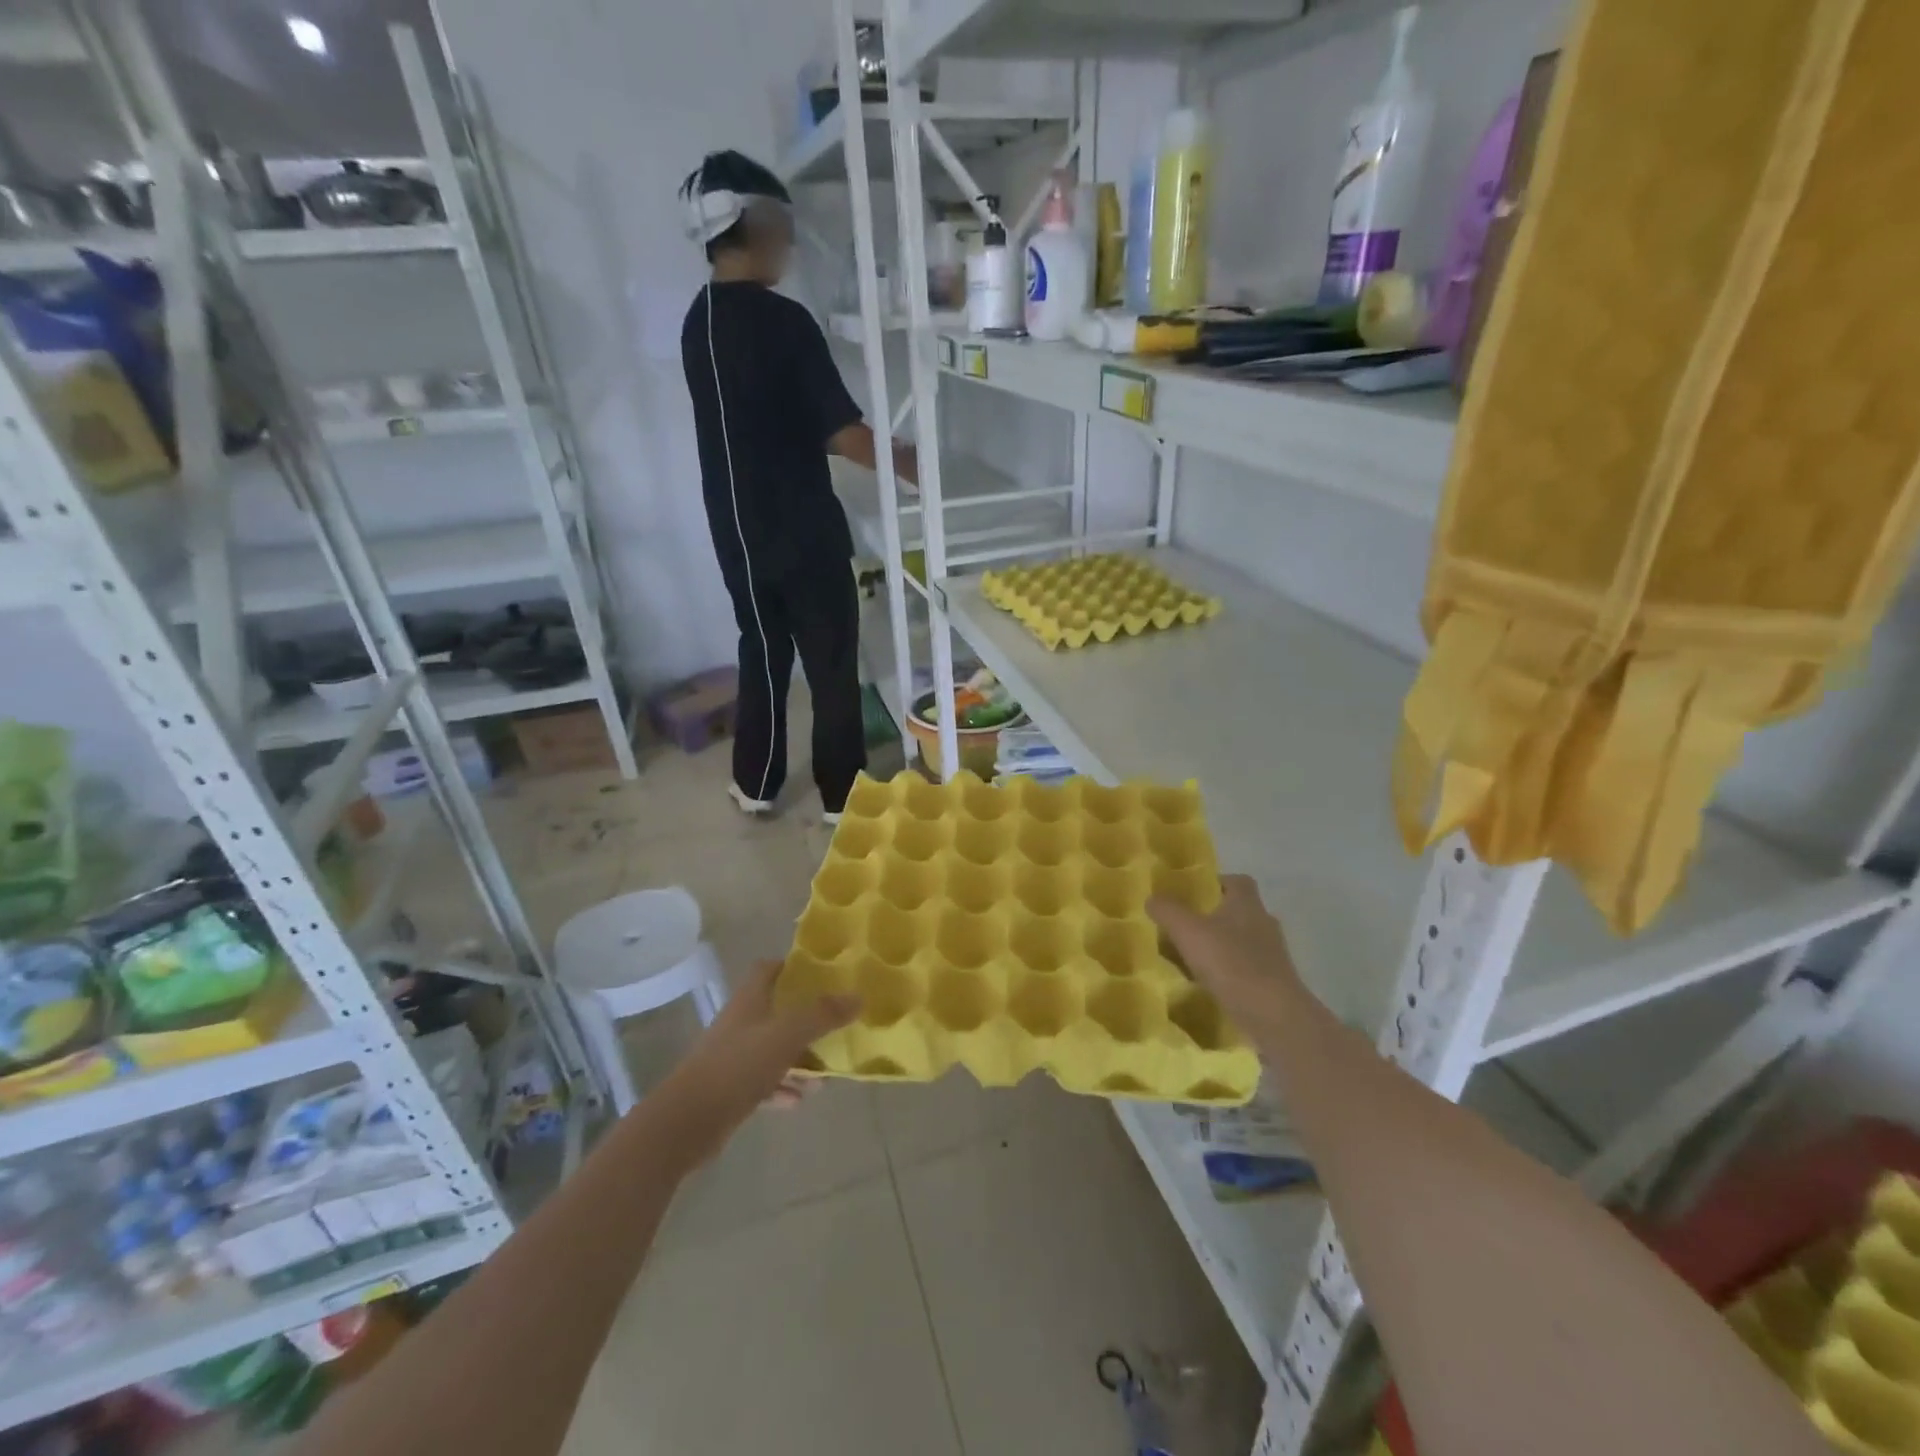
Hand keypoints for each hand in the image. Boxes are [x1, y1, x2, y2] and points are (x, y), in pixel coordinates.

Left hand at [657, 961, 857, 1162]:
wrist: (686, 1123)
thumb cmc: (737, 1067)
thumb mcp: (785, 1036)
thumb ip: (821, 1015)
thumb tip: (858, 996)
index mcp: (749, 1001)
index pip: (768, 969)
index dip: (792, 966)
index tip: (821, 974)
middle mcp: (740, 1023)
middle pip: (775, 1009)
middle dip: (805, 1016)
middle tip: (834, 1022)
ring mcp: (733, 1057)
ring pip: (772, 1048)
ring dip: (798, 1057)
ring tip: (826, 1071)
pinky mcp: (730, 1089)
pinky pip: (764, 1082)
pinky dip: (783, 1087)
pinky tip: (801, 1099)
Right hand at [1148, 874, 1304, 1037]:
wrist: (1273, 1016)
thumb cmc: (1231, 963)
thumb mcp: (1188, 931)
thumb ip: (1168, 910)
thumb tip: (1152, 897)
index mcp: (1247, 904)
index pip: (1237, 881)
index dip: (1217, 883)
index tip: (1194, 894)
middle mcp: (1264, 924)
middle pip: (1239, 912)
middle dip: (1215, 917)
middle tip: (1186, 927)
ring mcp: (1272, 956)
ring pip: (1242, 942)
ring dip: (1221, 947)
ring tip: (1192, 958)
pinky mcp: (1273, 984)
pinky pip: (1246, 970)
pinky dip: (1229, 973)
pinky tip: (1208, 985)